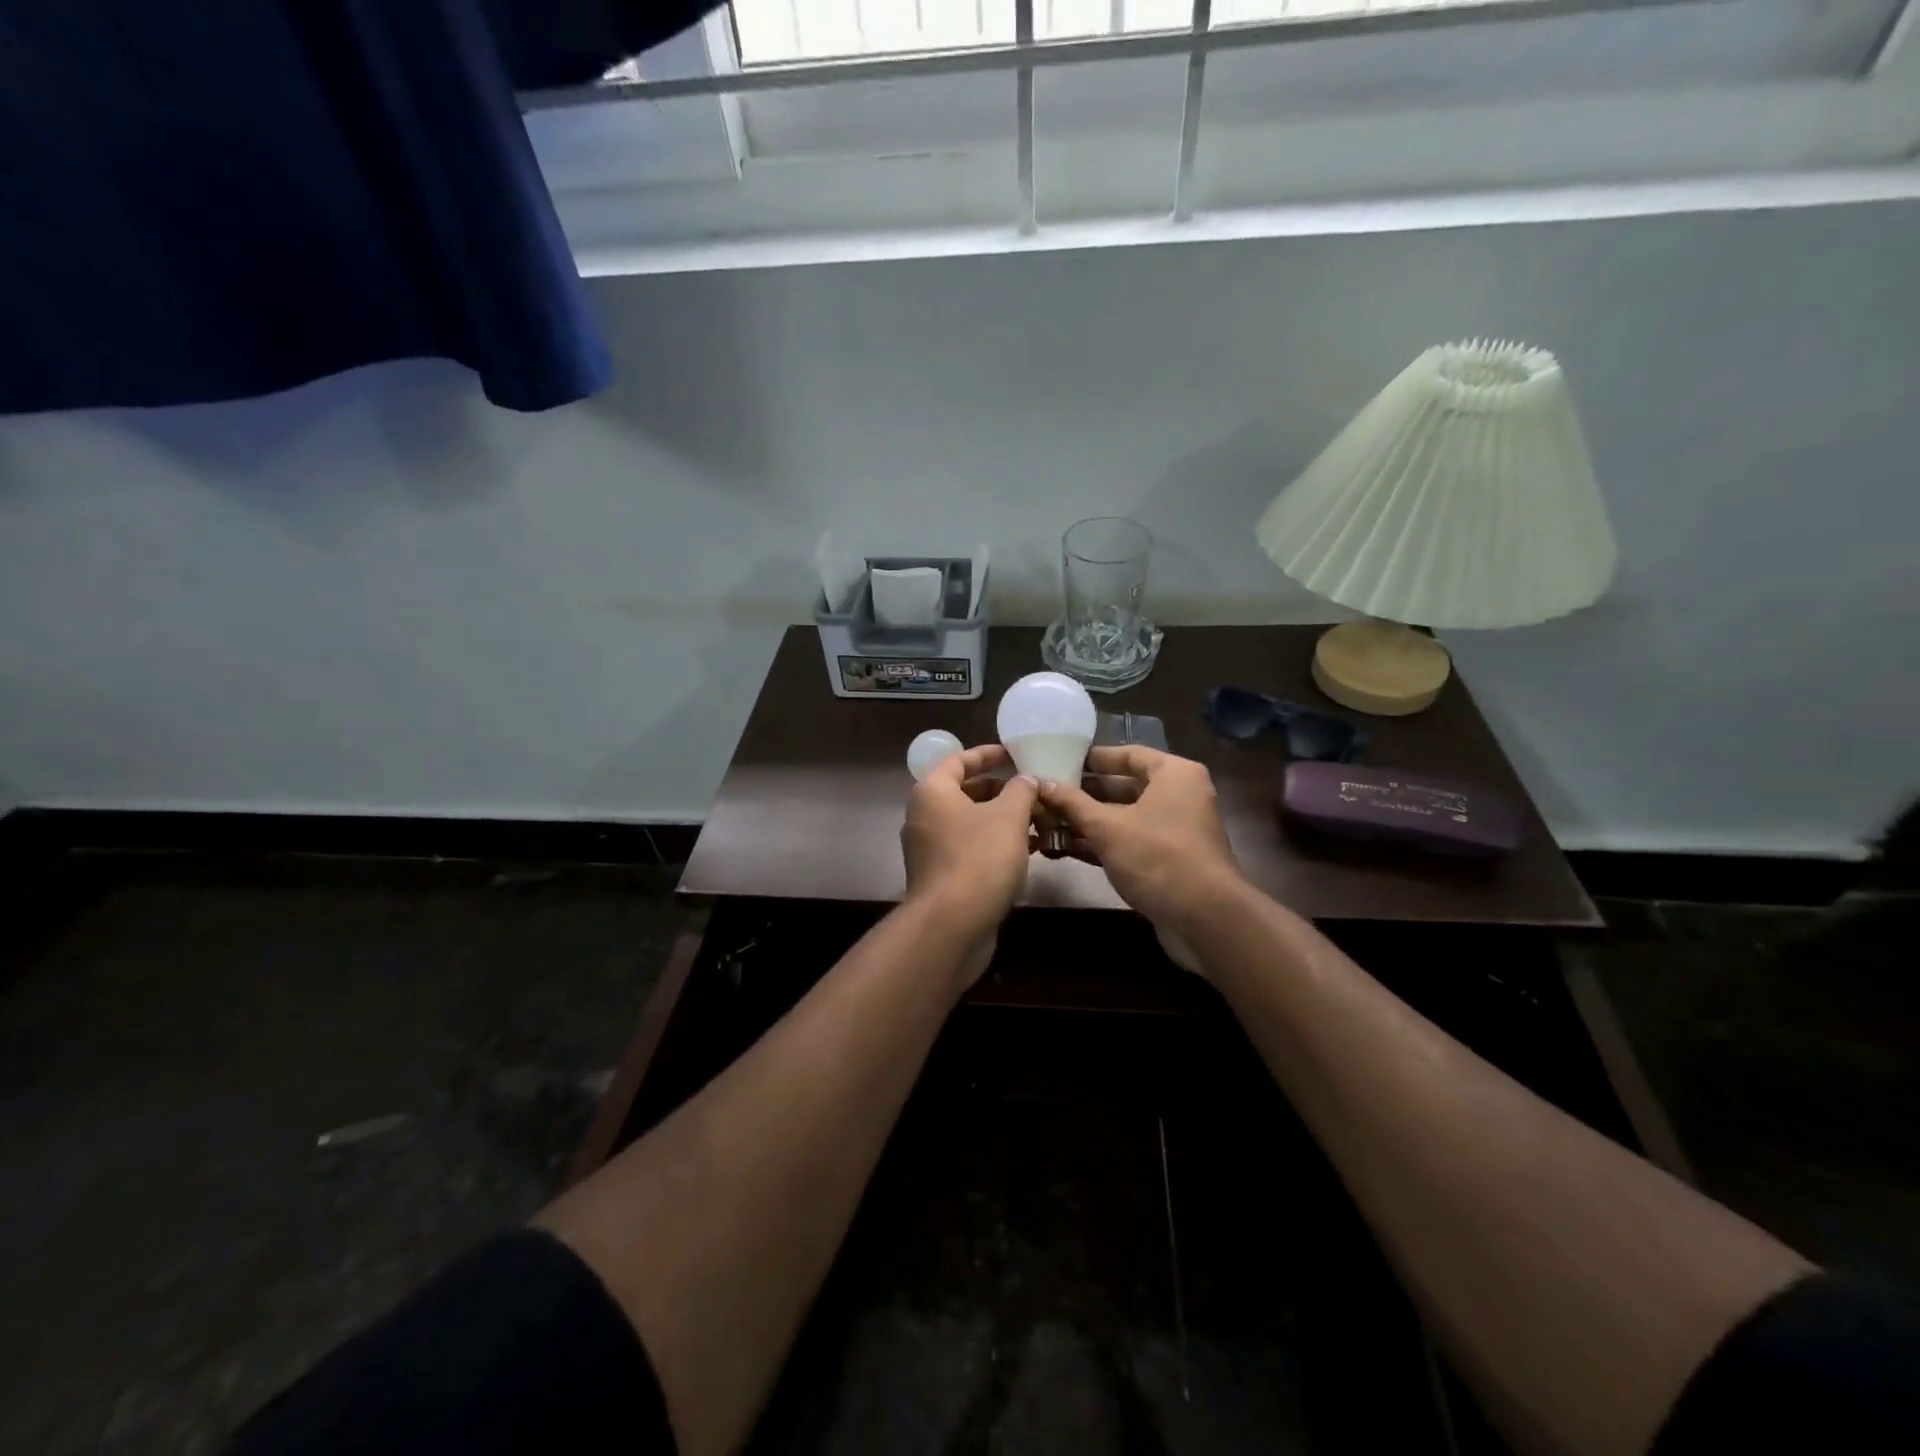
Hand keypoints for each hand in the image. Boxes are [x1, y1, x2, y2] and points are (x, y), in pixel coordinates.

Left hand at [900, 744, 1039, 981]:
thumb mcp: (1009, 816)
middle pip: (965, 792)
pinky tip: (1027, 851)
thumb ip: (1021, 790)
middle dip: (1001, 790)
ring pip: (970, 823)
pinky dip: (995, 844)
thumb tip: (1026, 780)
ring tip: (1039, 820)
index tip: (1014, 753)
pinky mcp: (941, 877)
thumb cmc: (979, 859)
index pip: (959, 760)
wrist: (952, 925)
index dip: (988, 754)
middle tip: (1033, 791)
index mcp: (933, 792)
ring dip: (1002, 819)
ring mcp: (930, 849)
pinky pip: (970, 848)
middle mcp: (924, 817)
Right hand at [1037, 746, 1243, 973]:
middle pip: (1125, 786)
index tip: (1061, 760)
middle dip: (1085, 793)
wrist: (1204, 918)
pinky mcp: (1169, 860)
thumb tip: (1040, 783)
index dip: (1094, 758)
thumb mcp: (1107, 827)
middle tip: (1048, 793)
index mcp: (1173, 774)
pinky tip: (1067, 848)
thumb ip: (1072, 803)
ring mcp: (1176, 830)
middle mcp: (1179, 796)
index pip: (1128, 754)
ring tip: (1048, 820)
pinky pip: (1131, 841)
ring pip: (1126, 817)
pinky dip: (1103, 843)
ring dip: (1089, 821)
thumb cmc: (1157, 857)